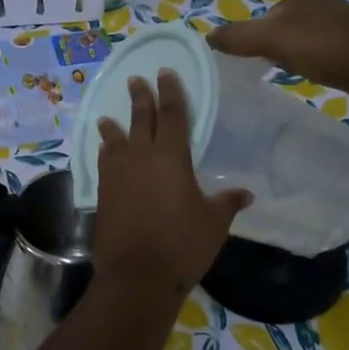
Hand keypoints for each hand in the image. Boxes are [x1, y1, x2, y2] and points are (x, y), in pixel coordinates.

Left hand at [92, 71, 249, 297]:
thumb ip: (227, 202)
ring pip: (115, 140)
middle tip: (136, 80)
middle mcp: (141, 157)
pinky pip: (104, 162)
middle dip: (140, 97)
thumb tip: (246, 193)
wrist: (137, 276)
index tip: (166, 73)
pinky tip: (104, 152)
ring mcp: (118, 174)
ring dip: (113, 125)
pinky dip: (104, 152)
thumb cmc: (182, 245)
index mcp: (171, 157)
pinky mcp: (103, 193)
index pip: (172, 114)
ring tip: (107, 116)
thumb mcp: (214, 223)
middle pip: (140, 119)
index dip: (171, 92)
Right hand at [207, 0, 348, 90]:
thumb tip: (208, 36)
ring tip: (297, 72)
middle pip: (284, 27)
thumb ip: (237, 37)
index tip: (255, 60)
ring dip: (296, 54)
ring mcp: (342, 21)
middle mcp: (321, 2)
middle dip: (276, 46)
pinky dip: (316, 60)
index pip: (265, 16)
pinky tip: (319, 73)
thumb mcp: (269, 40)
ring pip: (305, 39)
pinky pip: (324, 50)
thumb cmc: (320, 48)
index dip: (256, 39)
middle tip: (275, 68)